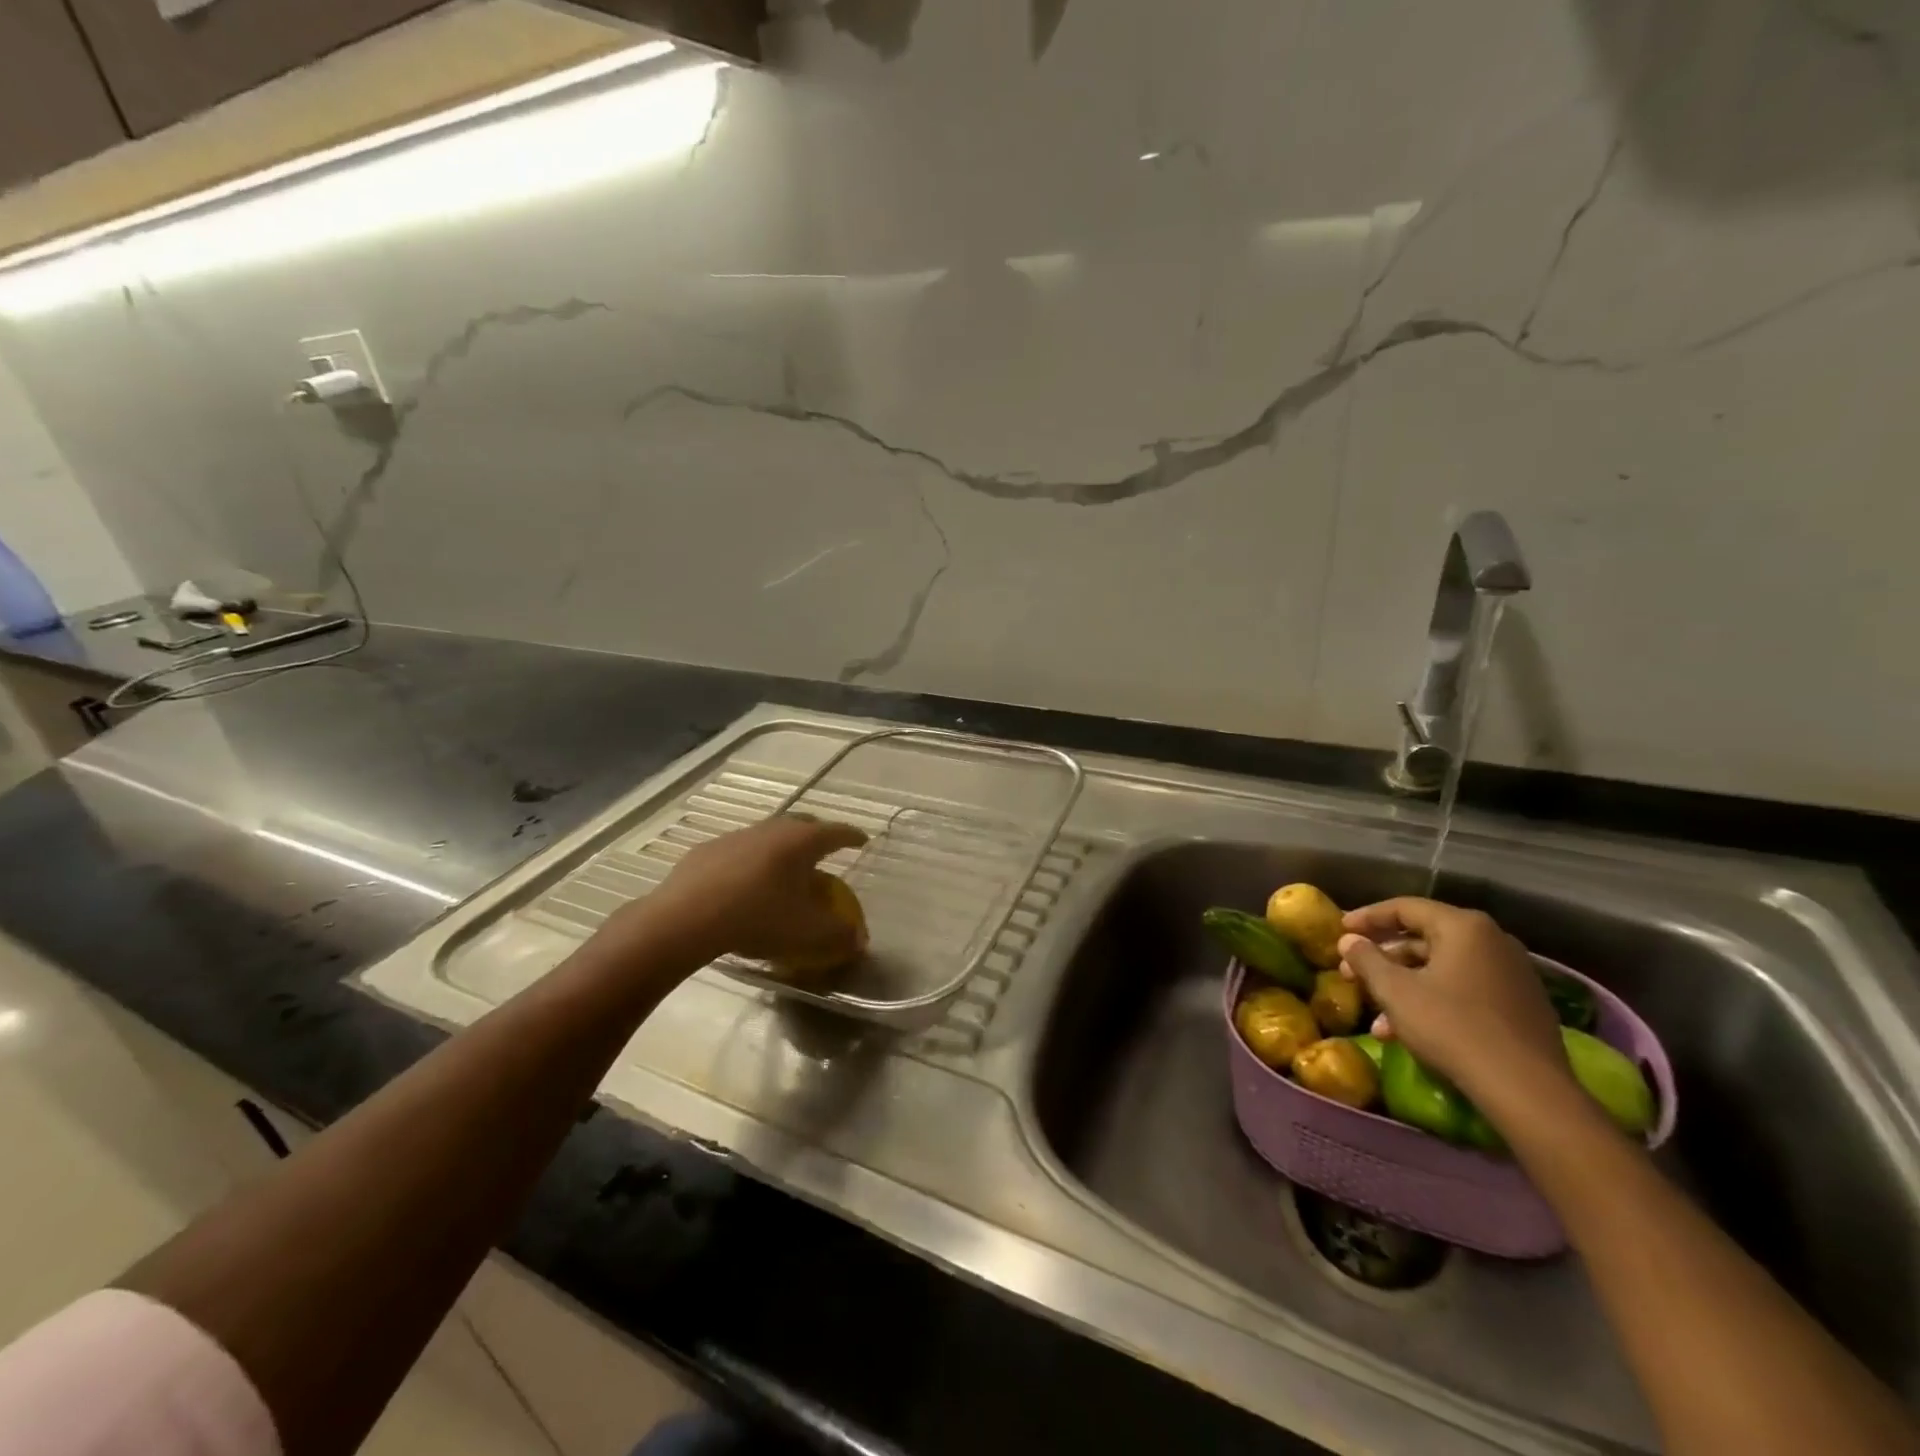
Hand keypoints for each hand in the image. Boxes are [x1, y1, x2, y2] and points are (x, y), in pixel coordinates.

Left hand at [595, 815, 867, 969]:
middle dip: (818, 836)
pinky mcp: (707, 850)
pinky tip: (744, 884)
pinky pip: (739, 851)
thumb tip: (858, 938)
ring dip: (782, 849)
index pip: (837, 832)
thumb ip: (839, 934)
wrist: (686, 918)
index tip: (862, 840)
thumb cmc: (757, 918)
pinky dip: (750, 862)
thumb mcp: (807, 933)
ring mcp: (737, 836)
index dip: (852, 836)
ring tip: (784, 871)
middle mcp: (772, 829)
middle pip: (803, 824)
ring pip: (769, 835)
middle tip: (826, 853)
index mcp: (802, 842)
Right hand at [1337, 898, 1570, 1108]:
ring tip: (1376, 1014)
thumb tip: (1349, 940)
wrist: (1526, 1090)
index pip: (1404, 908)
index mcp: (1464, 927)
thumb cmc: (1452, 1027)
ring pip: (1442, 969)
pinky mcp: (1521, 1006)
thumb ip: (1367, 959)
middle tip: (1351, 972)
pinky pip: (1465, 990)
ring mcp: (1512, 975)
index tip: (1340, 930)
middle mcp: (1493, 941)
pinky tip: (1408, 1029)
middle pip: (1424, 939)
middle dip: (1383, 958)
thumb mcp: (1395, 991)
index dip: (1366, 917)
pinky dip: (1433, 1000)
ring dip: (1404, 986)